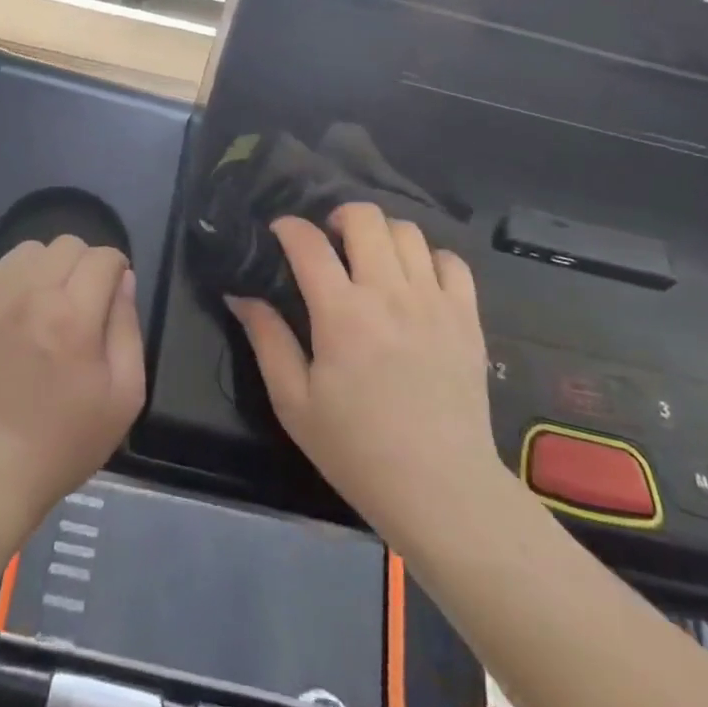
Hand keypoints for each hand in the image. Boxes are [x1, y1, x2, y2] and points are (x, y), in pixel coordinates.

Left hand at [0, 237, 144, 530]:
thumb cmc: (60, 444)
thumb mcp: (122, 398)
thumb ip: (127, 329)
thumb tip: (123, 281)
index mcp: (73, 316)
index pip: (103, 257)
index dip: (115, 270)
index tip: (111, 295)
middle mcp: (29, 293)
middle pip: (67, 245)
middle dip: (83, 266)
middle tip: (80, 304)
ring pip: (28, 251)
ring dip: (45, 269)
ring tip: (43, 306)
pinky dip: (9, 280)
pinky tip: (11, 313)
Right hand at [227, 204, 508, 550]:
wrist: (441, 490)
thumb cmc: (357, 449)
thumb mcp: (293, 402)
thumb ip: (266, 340)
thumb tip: (240, 294)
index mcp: (342, 313)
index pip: (308, 242)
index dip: (287, 226)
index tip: (279, 233)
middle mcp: (389, 293)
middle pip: (365, 217)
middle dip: (338, 217)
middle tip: (329, 243)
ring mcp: (434, 301)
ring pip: (407, 231)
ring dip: (381, 235)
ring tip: (371, 260)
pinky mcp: (467, 317)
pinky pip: (452, 261)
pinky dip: (429, 258)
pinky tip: (416, 282)